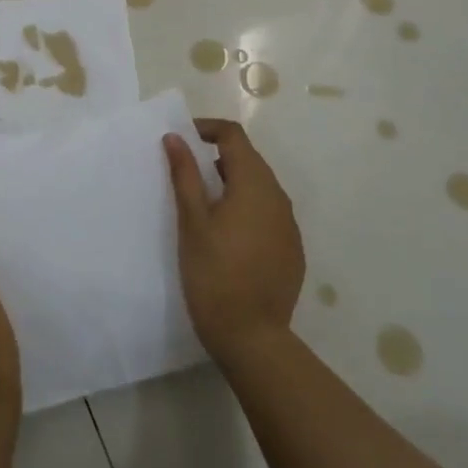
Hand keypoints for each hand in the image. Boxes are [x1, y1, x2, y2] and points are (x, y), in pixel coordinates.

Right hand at [165, 119, 305, 366]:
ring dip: (232, 183)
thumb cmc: (214, 274)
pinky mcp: (292, 249)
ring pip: (259, 187)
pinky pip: (268, 213)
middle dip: (217, 156)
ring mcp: (289, 225)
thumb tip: (175, 138)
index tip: (181, 140)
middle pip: (248, 159)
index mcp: (254, 184)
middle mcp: (278, 197)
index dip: (206, 129)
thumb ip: (185, 175)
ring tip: (203, 203)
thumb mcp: (192, 222)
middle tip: (186, 172)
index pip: (233, 136)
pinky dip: (246, 209)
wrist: (253, 338)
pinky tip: (227, 235)